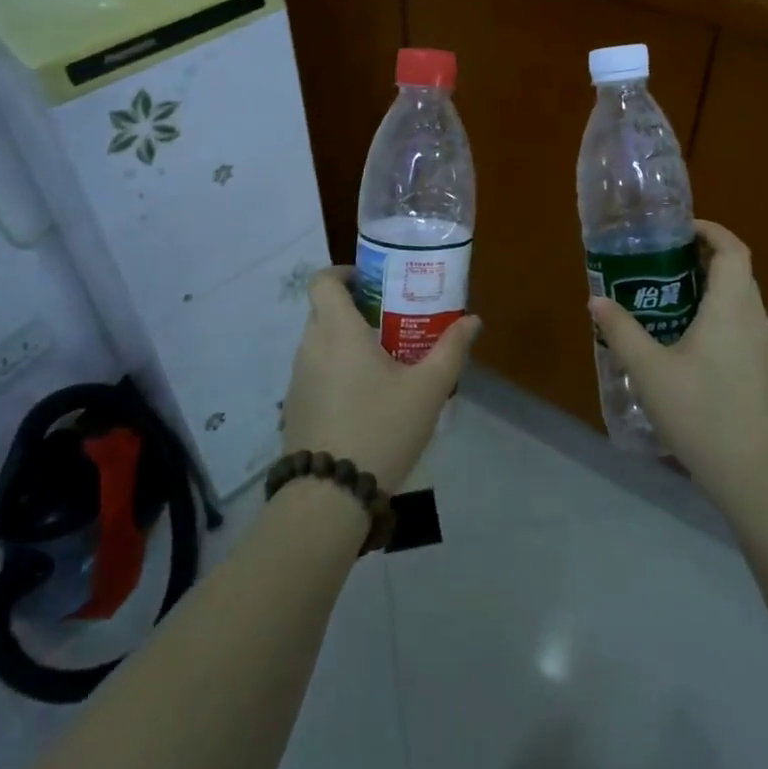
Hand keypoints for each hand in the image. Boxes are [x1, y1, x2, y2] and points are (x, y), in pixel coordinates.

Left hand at [281, 268, 480, 492]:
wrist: (330, 495)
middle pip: (325, 310)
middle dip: (357, 309)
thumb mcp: (428, 389)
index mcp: (337, 330)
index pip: (323, 280)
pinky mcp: (295, 406)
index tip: (373, 282)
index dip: (344, 273)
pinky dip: (337, 371)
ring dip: (347, 342)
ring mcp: (298, 378)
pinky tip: (366, 399)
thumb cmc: (382, 428)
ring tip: (385, 361)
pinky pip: (316, 372)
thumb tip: (472, 320)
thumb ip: (451, 349)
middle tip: (393, 322)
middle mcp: (310, 346)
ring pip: (321, 343)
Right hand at [588, 221, 767, 511]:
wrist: (752, 472)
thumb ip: (621, 330)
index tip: (678, 231)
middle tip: (662, 263)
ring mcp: (765, 347)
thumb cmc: (699, 411)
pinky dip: (718, 315)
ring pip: (741, 300)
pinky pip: (742, 325)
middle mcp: (755, 319)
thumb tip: (597, 300)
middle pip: (737, 271)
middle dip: (703, 258)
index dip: (710, 231)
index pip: (733, 249)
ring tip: (667, 299)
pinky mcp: (765, 371)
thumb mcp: (648, 369)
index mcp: (732, 307)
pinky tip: (687, 342)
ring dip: (710, 289)